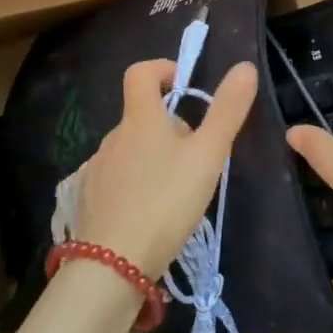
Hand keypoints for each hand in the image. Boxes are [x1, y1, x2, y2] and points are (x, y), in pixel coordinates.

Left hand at [73, 59, 258, 276]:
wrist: (111, 265)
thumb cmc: (165, 202)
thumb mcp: (207, 155)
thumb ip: (227, 111)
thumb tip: (245, 67)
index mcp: (140, 119)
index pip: (141, 72)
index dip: (162, 69)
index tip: (183, 85)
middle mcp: (113, 137)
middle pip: (141, 116)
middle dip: (168, 127)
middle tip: (196, 156)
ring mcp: (96, 169)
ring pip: (129, 150)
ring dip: (151, 157)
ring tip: (175, 191)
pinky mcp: (88, 200)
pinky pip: (114, 179)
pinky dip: (133, 185)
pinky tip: (147, 214)